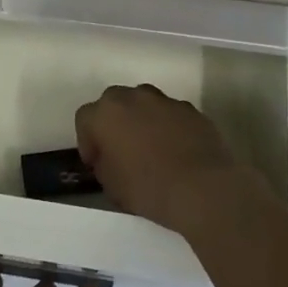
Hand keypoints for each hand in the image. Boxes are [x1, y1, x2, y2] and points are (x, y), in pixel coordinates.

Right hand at [75, 83, 255, 235]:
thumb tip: (109, 158)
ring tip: (150, 148)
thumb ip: (104, 164)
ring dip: (141, 120)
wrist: (203, 189)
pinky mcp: (191, 110)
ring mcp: (165, 100)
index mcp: (105, 113)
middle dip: (113, 123)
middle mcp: (133, 97)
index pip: (84, 119)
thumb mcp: (111, 185)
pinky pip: (170, 114)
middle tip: (120, 150)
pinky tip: (176, 150)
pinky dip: (168, 126)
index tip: (95, 163)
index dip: (87, 142)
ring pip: (144, 103)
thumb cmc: (148, 188)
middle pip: (113, 102)